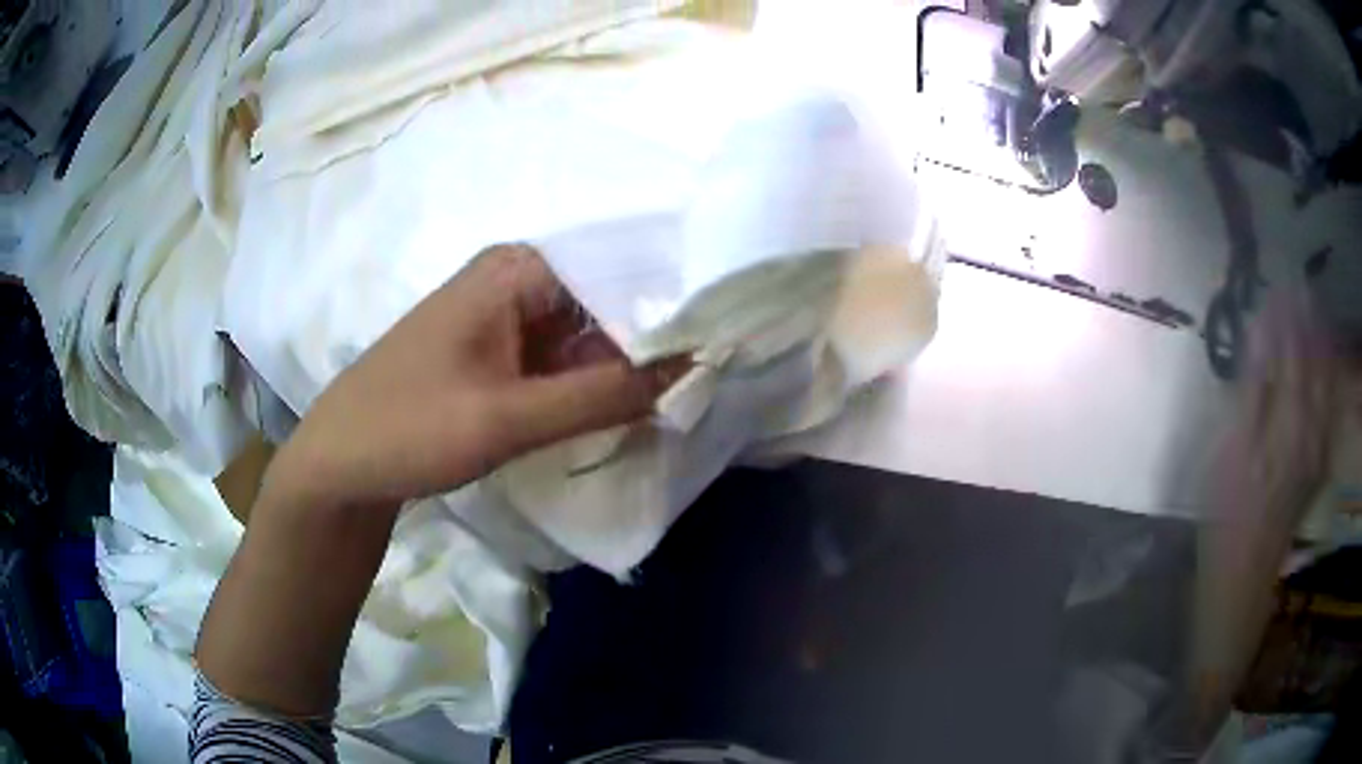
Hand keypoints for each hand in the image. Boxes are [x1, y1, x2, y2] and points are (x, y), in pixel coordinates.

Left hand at [264, 244, 683, 511]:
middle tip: (713, 373)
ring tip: (687, 389)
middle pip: (607, 299)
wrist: (340, 462)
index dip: (672, 305)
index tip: (722, 341)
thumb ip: (601, 396)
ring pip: (587, 331)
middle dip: (653, 338)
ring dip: (626, 362)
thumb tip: (691, 370)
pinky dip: (594, 379)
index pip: (620, 270)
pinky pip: (563, 356)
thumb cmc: (409, 427)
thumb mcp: (508, 417)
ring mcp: (507, 317)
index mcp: (517, 270)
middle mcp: (517, 279)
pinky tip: (632, 402)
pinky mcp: (500, 351)